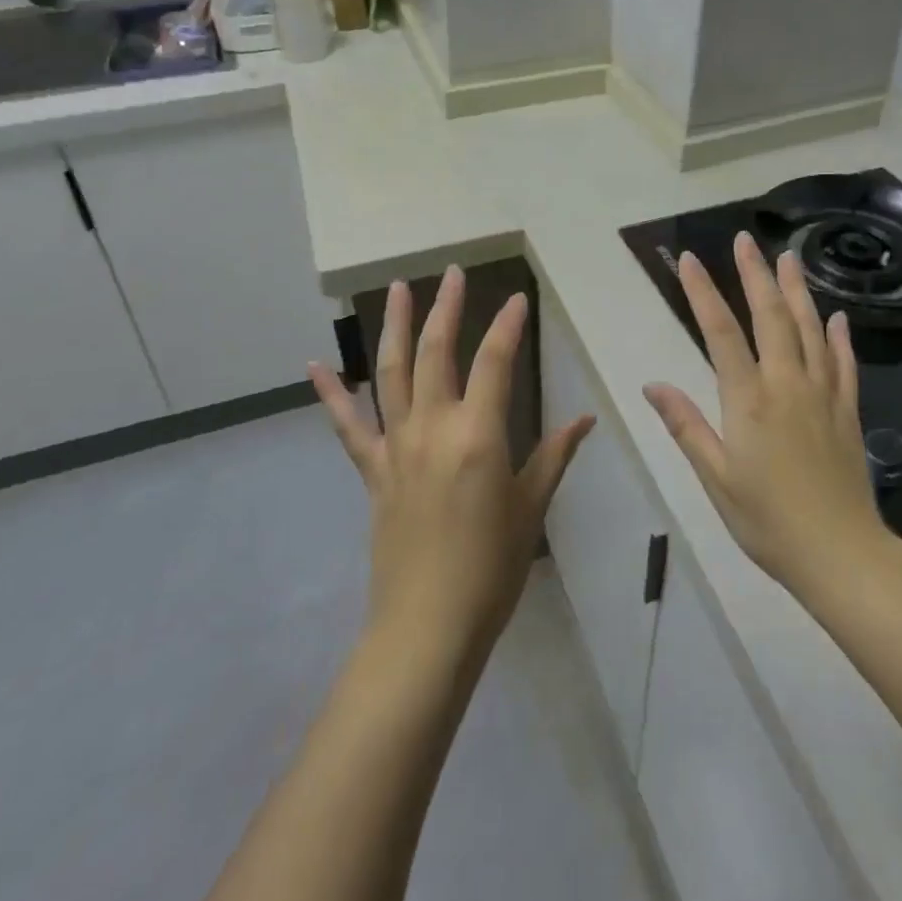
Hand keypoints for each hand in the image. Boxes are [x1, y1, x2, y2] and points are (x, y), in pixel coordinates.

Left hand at [309, 266, 593, 652]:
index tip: (518, 298)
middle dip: (447, 307)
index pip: (495, 362)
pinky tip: (315, 366)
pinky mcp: (373, 471)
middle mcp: (432, 427)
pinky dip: (331, 395)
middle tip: (452, 273)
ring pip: (391, 372)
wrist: (427, 627)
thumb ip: (555, 455)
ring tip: (397, 288)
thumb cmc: (491, 568)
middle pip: (437, 352)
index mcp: (478, 435)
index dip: (508, 326)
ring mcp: (396, 446)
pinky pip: (348, 426)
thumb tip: (586, 419)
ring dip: (396, 327)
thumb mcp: (531, 508)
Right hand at [643, 233, 884, 596]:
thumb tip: (652, 384)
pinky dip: (840, 336)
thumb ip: (686, 426)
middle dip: (755, 275)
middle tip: (746, 240)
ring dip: (797, 291)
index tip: (690, 259)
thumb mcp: (715, 478)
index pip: (721, 333)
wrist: (841, 554)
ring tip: (788, 257)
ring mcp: (822, 395)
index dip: (704, 293)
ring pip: (810, 329)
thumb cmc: (767, 519)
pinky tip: (837, 315)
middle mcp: (787, 384)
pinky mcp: (848, 411)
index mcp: (748, 400)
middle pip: (770, 317)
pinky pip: (845, 363)